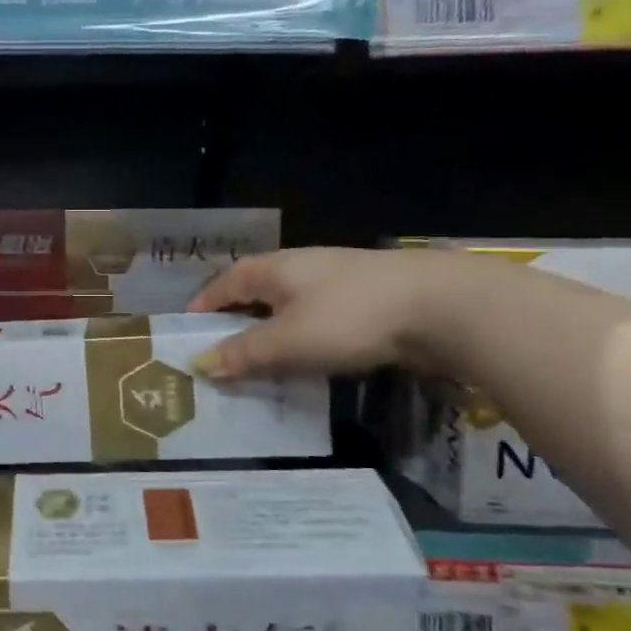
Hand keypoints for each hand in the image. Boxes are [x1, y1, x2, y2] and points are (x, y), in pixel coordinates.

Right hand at [188, 246, 453, 379]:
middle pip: (257, 290)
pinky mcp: (368, 300)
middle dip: (236, 317)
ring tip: (260, 360)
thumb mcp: (288, 342)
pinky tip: (309, 358)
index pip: (225, 282)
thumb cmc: (350, 318)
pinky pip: (319, 318)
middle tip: (220, 349)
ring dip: (271, 329)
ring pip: (290, 305)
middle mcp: (302, 267)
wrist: (442, 307)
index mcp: (275, 269)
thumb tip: (199, 363)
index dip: (204, 304)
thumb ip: (243, 354)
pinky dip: (303, 337)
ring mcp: (338, 281)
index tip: (188, 328)